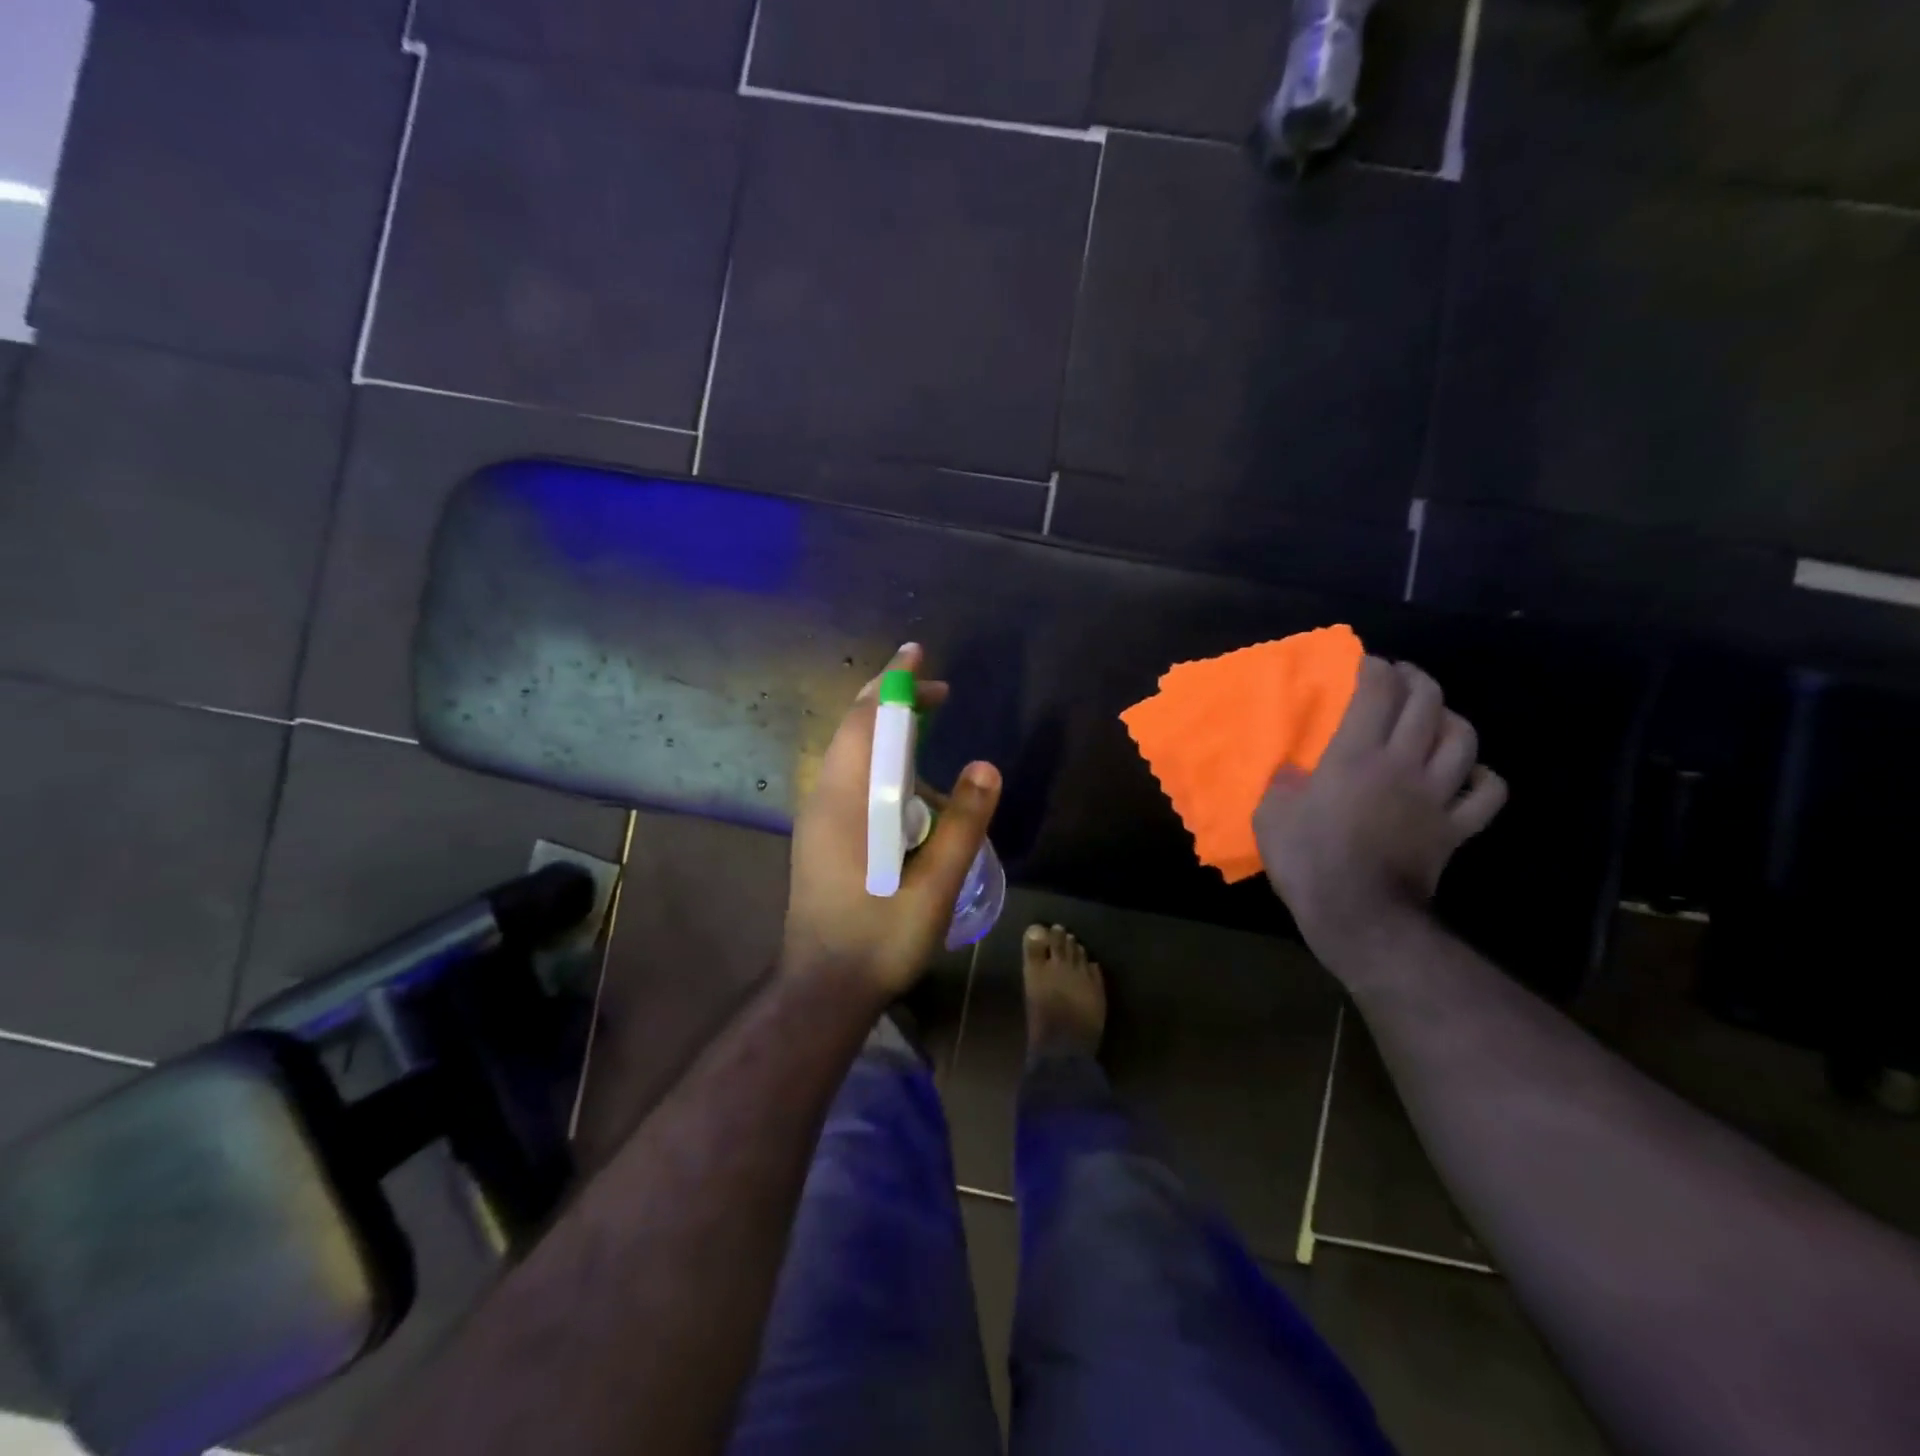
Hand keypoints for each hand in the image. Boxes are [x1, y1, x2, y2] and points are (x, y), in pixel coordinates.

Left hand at [783, 644, 1002, 1001]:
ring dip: (886, 731)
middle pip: (853, 728)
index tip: (919, 656)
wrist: (823, 987)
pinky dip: (878, 760)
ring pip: (849, 753)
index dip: (894, 683)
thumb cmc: (879, 937)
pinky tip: (907, 785)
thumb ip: (963, 824)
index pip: (867, 722)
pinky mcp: (820, 834)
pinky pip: (849, 777)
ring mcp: (817, 816)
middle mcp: (824, 798)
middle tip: (936, 691)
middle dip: (891, 700)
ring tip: (927, 731)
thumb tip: (986, 766)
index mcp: (847, 801)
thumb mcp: (934, 885)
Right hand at [1254, 657, 1505, 960]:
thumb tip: (1295, 773)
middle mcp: (1403, 764)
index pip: (1376, 693)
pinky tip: (1467, 774)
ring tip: (1435, 717)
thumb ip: (1283, 784)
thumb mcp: (1271, 815)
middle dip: (1416, 679)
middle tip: (1401, 676)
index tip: (1366, 663)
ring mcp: (1436, 795)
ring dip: (1450, 718)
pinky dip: (1483, 777)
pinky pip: (1487, 793)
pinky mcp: (1456, 827)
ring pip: (1463, 739)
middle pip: (1427, 704)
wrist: (1358, 915)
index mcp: (1354, 756)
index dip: (1374, 669)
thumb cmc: (1307, 860)